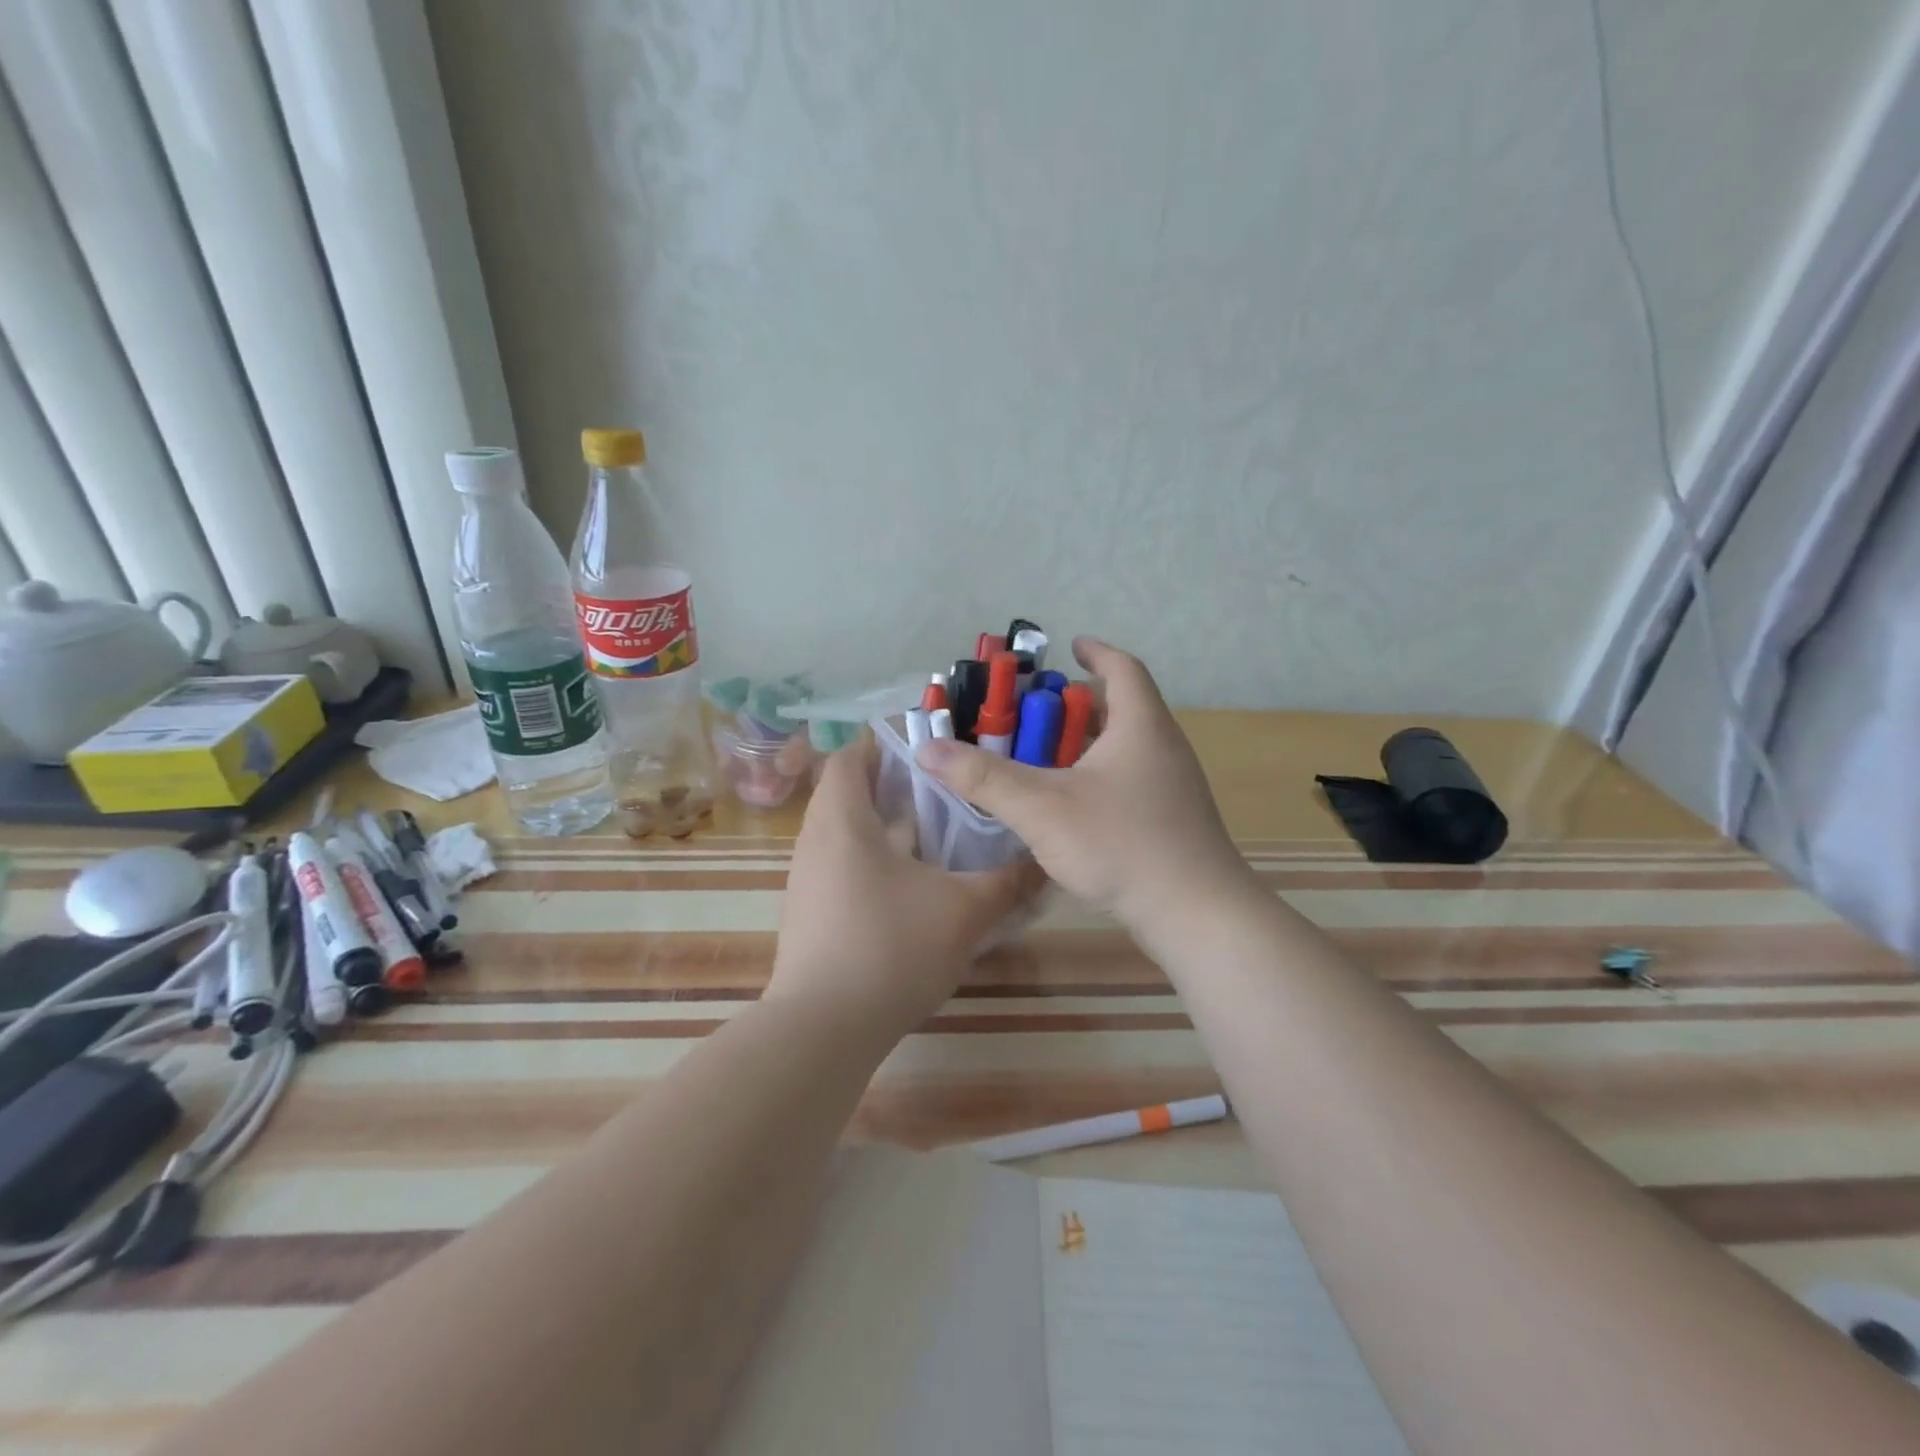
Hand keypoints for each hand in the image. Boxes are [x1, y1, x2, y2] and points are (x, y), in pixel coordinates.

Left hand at [766, 738, 1046, 1037]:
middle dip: (891, 788)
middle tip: (940, 793)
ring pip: (843, 834)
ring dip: (882, 828)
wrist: (823, 1030)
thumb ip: (1007, 883)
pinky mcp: (808, 914)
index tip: (925, 752)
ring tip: (932, 837)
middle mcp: (815, 841)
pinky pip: (838, 867)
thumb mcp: (963, 913)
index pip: (849, 757)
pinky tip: (910, 888)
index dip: (883, 746)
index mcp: (843, 821)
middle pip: (846, 794)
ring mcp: (806, 880)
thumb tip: (1043, 864)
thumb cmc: (891, 949)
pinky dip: (870, 862)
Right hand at [914, 638, 1251, 934]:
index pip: (1122, 668)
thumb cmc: (1122, 844)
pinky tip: (1070, 805)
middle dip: (1076, 706)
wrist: (1196, 914)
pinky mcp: (1173, 820)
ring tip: (1042, 757)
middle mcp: (1163, 747)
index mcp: (1140, 726)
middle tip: (1033, 714)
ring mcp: (1172, 786)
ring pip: (1125, 748)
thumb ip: (984, 778)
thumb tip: (927, 748)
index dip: (1095, 652)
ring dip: (1086, 744)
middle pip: (1121, 708)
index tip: (1069, 647)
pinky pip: (1130, 780)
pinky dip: (1098, 776)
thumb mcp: (1042, 807)